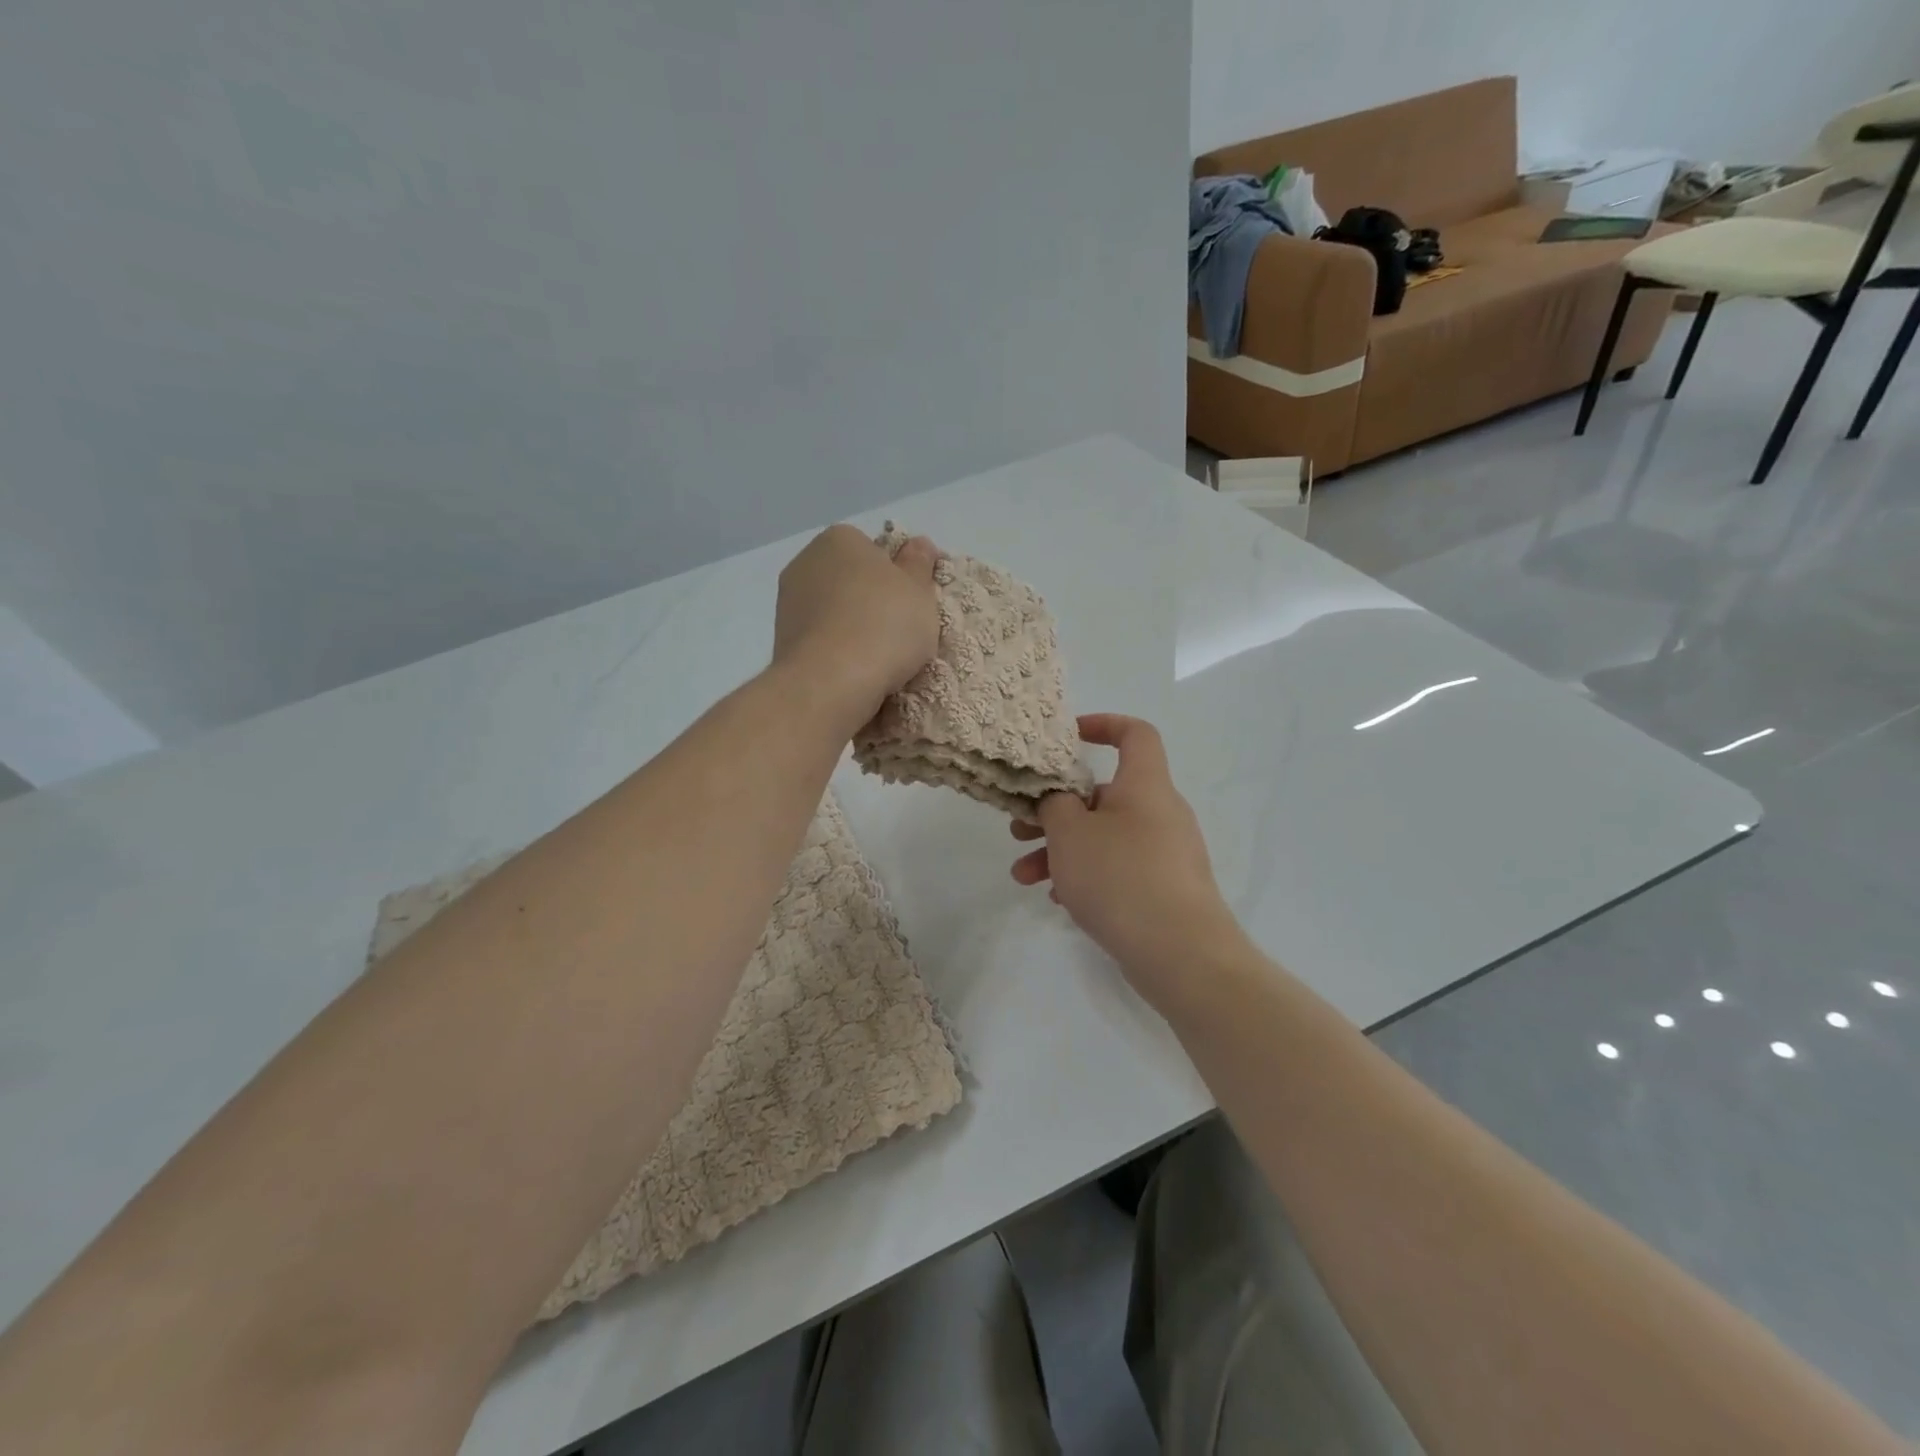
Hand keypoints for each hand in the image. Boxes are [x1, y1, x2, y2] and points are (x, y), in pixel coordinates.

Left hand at [773, 524, 939, 729]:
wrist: (830, 683)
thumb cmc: (884, 626)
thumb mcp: (920, 591)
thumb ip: (919, 564)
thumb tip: (918, 544)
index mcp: (839, 539)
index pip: (873, 550)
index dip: (896, 576)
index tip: (912, 603)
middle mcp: (805, 563)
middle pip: (850, 580)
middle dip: (872, 601)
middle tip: (901, 631)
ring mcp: (788, 603)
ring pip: (834, 612)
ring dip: (853, 628)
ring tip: (879, 659)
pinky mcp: (781, 641)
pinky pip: (821, 640)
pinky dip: (837, 651)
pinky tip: (854, 672)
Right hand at [1010, 714, 1244, 1008]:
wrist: (1182, 954)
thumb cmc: (1121, 877)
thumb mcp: (1070, 833)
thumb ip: (1054, 804)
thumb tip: (1058, 799)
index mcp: (1145, 785)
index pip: (1135, 734)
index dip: (1104, 725)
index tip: (1070, 737)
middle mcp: (1159, 812)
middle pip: (1103, 795)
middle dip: (1055, 810)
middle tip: (1018, 828)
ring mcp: (1165, 853)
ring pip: (1104, 837)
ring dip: (1061, 850)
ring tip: (1023, 876)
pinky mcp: (1164, 888)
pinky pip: (1118, 868)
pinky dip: (1086, 874)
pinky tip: (1057, 899)